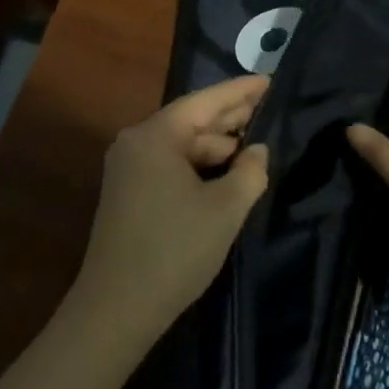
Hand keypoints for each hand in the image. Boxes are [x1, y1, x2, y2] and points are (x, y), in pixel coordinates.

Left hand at [69, 75, 271, 346]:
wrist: (116, 308)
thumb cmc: (175, 251)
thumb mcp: (225, 209)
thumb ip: (250, 171)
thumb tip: (258, 150)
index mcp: (155, 136)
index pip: (205, 101)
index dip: (241, 90)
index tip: (271, 80)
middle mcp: (136, 143)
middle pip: (191, 120)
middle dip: (231, 117)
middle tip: (271, 108)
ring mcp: (128, 168)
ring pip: (182, 145)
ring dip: (217, 146)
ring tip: (256, 143)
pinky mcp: (128, 192)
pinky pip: (170, 165)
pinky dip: (200, 166)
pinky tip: (227, 172)